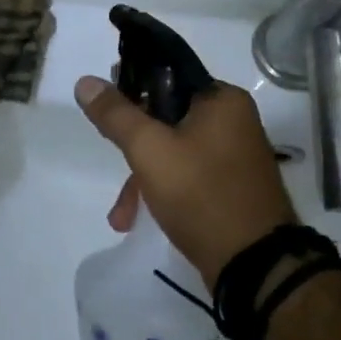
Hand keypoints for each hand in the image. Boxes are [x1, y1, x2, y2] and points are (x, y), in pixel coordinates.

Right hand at [74, 76, 296, 286]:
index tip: (105, 104)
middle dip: (132, 143)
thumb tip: (85, 82)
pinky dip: (162, 190)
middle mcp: (233, 121)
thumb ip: (116, 114)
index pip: (168, 74)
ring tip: (122, 213)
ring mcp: (234, 156)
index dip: (132, 84)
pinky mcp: (230, 186)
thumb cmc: (201, 194)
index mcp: (222, 100)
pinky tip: (138, 219)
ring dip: (142, 176)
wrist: (255, 265)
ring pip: (173, 149)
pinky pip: (187, 174)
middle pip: (167, 115)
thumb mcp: (149, 149)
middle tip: (109, 152)